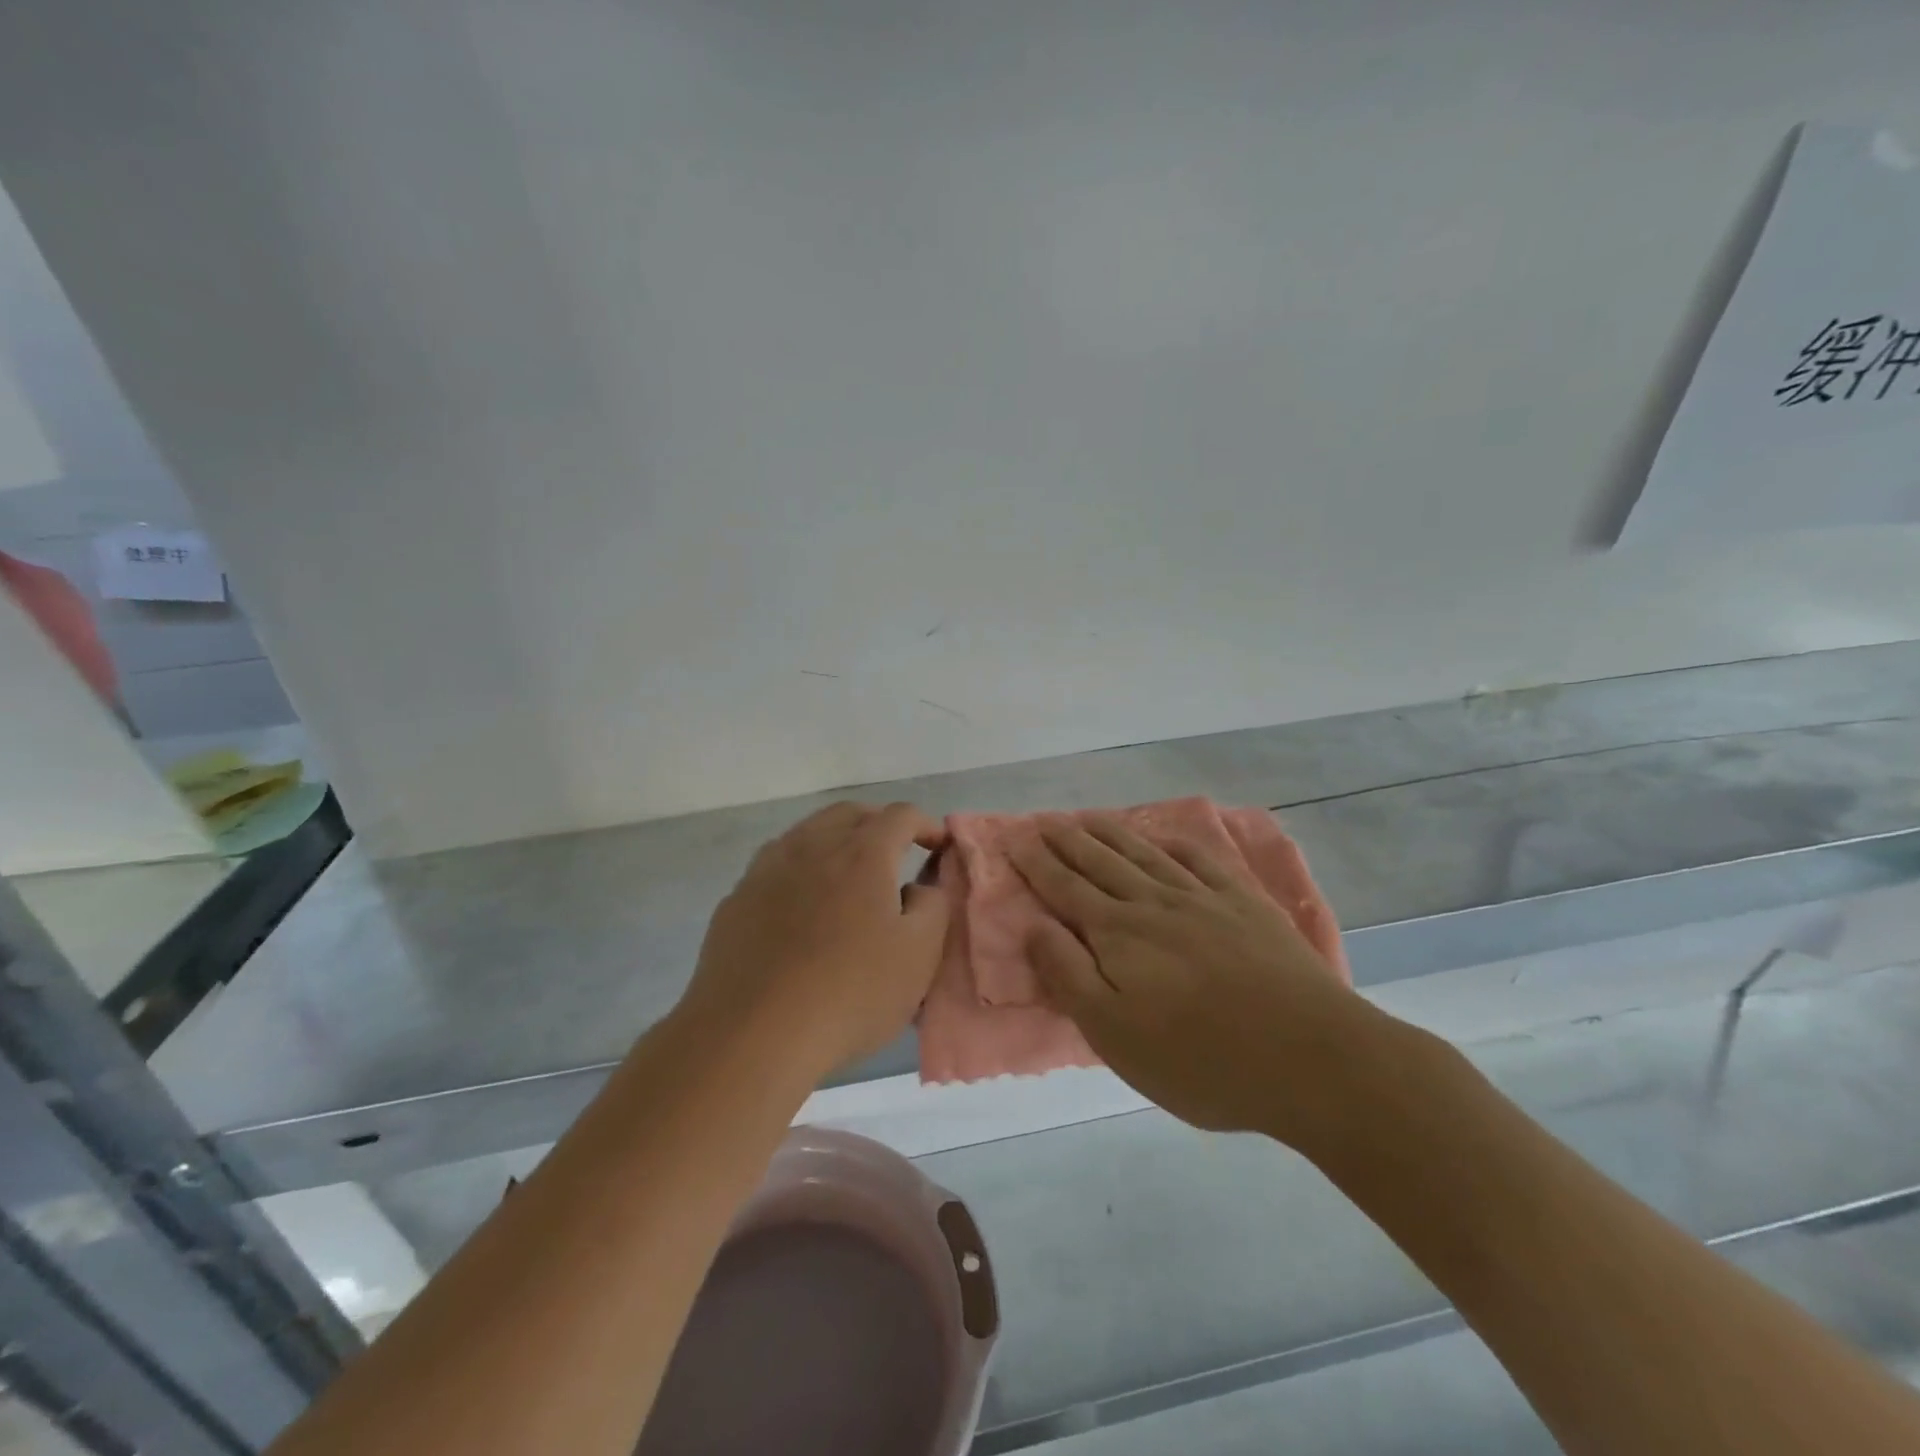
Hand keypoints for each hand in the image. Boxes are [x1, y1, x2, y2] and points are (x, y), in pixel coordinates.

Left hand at [677, 802, 948, 1083]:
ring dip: (835, 841)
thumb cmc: (850, 993)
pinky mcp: (736, 900)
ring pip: (807, 833)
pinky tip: (800, 907)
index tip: (938, 845)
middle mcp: (812, 847)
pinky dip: (800, 870)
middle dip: (878, 823)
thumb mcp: (919, 956)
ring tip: (847, 875)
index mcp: (862, 854)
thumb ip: (933, 907)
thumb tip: (919, 887)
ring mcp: (767, 870)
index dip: (925, 824)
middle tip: (896, 851)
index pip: (900, 816)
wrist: (751, 1034)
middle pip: (849, 813)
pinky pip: (775, 866)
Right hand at [1011, 817, 1374, 1142]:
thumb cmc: (1200, 1059)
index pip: (1065, 888)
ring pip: (1145, 854)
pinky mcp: (1246, 906)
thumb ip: (1068, 974)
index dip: (1038, 863)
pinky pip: (1202, 861)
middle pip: (1101, 862)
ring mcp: (1203, 899)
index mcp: (1118, 934)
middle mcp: (1154, 903)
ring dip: (1112, 833)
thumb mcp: (1114, 1034)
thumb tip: (1034, 923)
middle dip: (1068, 840)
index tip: (1017, 839)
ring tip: (1088, 817)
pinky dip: (1177, 844)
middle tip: (1044, 818)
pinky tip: (1166, 837)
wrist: (1310, 1057)